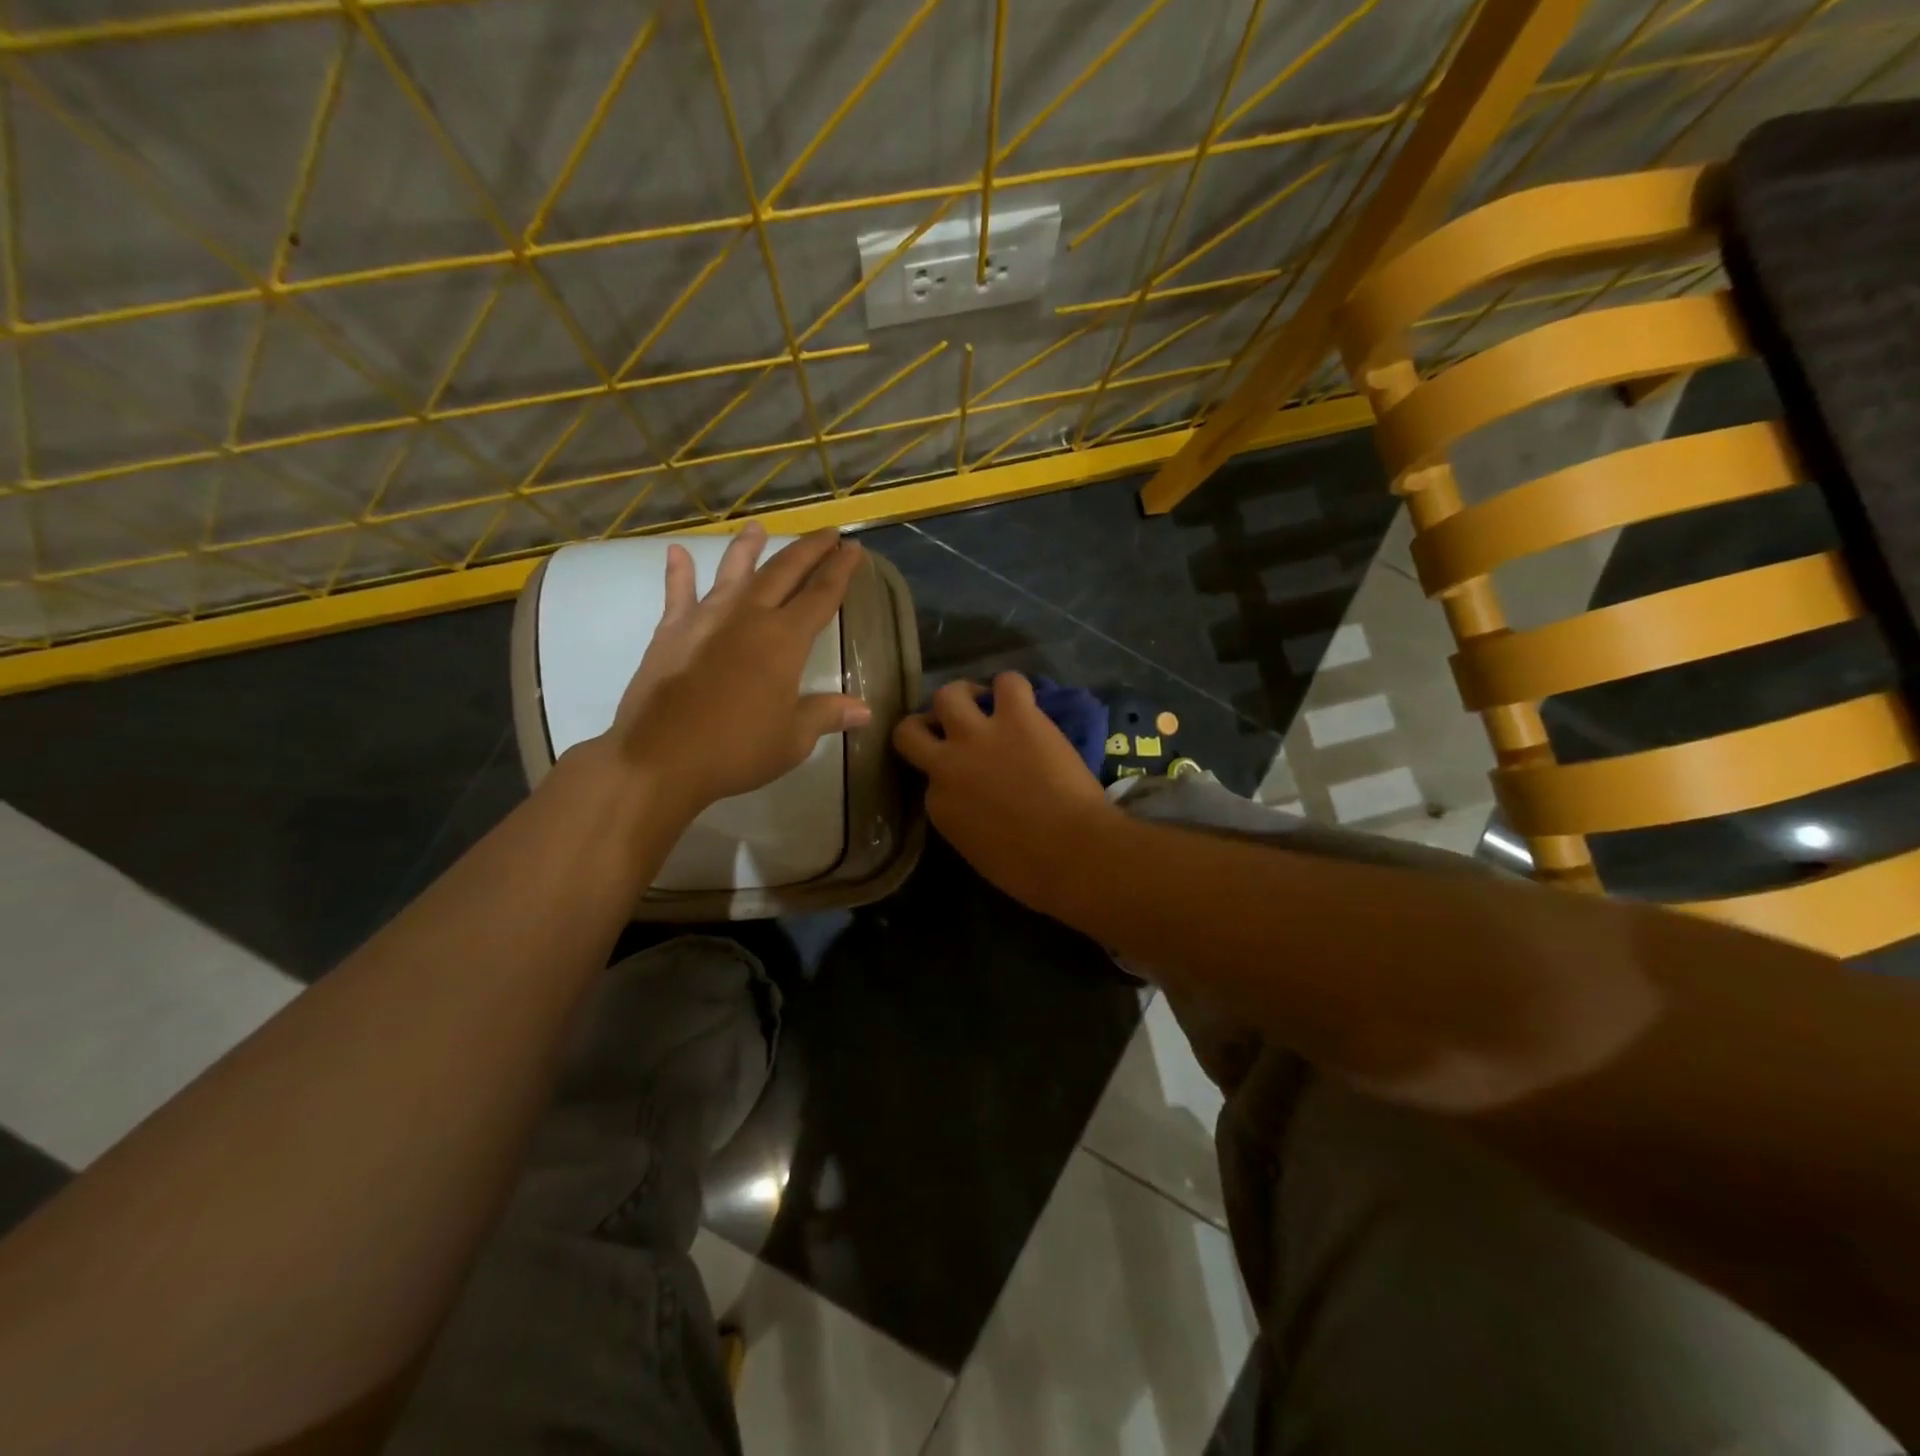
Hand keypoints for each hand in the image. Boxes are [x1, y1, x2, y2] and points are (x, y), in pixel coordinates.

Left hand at [599, 523, 869, 818]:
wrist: (661, 757)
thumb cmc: (737, 749)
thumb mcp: (793, 739)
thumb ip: (827, 714)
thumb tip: (864, 710)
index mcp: (784, 640)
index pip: (821, 595)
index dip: (840, 570)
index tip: (854, 549)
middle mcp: (748, 616)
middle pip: (784, 571)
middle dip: (809, 550)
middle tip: (827, 532)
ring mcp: (706, 618)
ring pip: (733, 570)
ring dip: (748, 547)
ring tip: (758, 526)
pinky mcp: (671, 630)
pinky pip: (677, 593)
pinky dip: (679, 572)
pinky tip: (677, 552)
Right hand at [892, 672, 1116, 908]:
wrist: (1073, 853)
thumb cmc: (1030, 871)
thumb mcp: (977, 851)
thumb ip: (963, 819)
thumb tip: (975, 803)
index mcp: (938, 806)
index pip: (929, 779)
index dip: (945, 774)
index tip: (964, 777)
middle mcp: (947, 765)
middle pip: (910, 730)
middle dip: (926, 726)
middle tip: (948, 727)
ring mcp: (979, 736)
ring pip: (948, 694)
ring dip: (963, 695)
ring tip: (982, 701)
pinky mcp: (1017, 717)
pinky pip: (1007, 682)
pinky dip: (1012, 687)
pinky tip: (1021, 699)